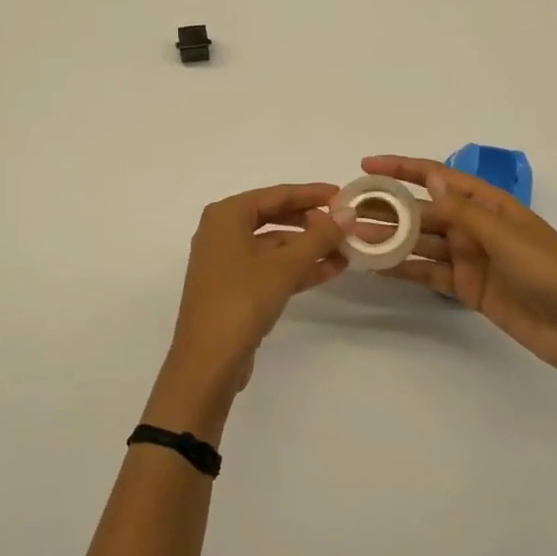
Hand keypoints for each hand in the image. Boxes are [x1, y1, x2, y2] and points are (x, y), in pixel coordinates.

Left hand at [157, 183, 345, 421]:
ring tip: (346, 250)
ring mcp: (226, 262)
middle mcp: (222, 232)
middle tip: (345, 224)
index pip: (276, 194)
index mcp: (226, 215)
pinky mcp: (234, 288)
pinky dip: (296, 268)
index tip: (343, 195)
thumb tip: (348, 214)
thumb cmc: (243, 299)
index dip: (311, 194)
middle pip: (275, 218)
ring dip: (308, 248)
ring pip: (274, 246)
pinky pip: (270, 268)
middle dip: (311, 222)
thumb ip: (319, 236)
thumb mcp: (286, 264)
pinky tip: (329, 270)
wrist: (208, 361)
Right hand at [359, 155, 556, 374]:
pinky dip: (404, 269)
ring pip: (421, 243)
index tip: (367, 165)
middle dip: (389, 209)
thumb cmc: (550, 272)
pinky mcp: (466, 288)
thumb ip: (464, 210)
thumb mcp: (505, 236)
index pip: (438, 177)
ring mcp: (469, 258)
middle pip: (424, 211)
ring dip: (391, 240)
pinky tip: (376, 267)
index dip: (403, 168)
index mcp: (488, 204)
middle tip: (348, 211)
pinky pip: (428, 273)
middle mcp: (474, 226)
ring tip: (354, 239)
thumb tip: (429, 177)